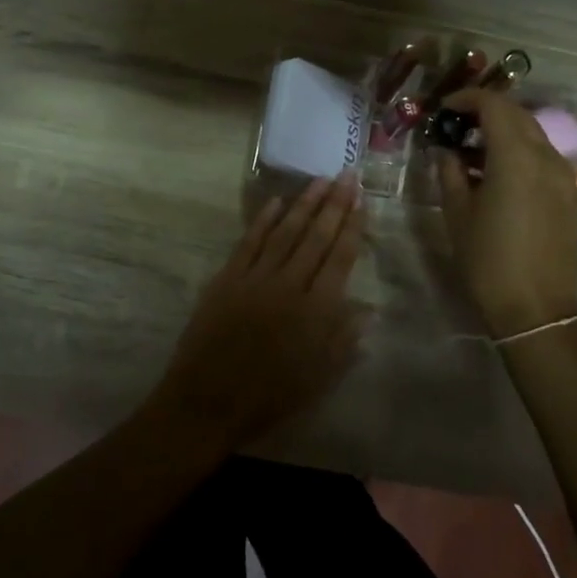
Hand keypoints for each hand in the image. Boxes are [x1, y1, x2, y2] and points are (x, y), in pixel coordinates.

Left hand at [152, 178, 364, 451]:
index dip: (352, 226)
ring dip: (304, 204)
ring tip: (320, 180)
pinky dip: (263, 220)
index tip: (361, 200)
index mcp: (316, 311)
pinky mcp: (227, 278)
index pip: (339, 257)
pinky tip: (276, 202)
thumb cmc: (269, 397)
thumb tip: (369, 309)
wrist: (207, 402)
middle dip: (334, 204)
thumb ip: (345, 341)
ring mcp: (255, 278)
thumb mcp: (318, 379)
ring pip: (285, 232)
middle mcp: (289, 285)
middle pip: (315, 236)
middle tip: (346, 175)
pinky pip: (248, 242)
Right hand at [435, 92, 576, 338]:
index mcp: (516, 156)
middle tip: (455, 126)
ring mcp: (563, 174)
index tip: (444, 110)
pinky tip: (496, 172)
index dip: (467, 99)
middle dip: (485, 111)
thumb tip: (446, 151)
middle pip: (517, 114)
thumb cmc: (489, 261)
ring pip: (532, 133)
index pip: (495, 105)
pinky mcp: (569, 193)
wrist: (537, 310)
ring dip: (503, 130)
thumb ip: (449, 172)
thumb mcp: (457, 214)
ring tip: (471, 150)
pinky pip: (543, 155)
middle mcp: (546, 156)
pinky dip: (519, 150)